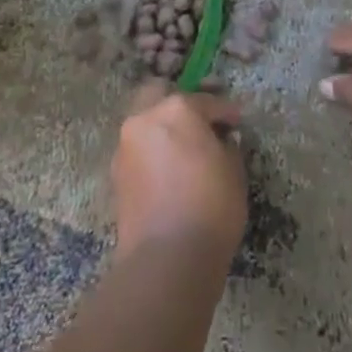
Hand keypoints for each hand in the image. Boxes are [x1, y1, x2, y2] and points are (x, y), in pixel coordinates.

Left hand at [111, 82, 246, 265]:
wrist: (167, 257)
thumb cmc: (211, 206)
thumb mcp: (234, 171)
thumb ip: (227, 146)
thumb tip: (220, 141)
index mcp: (177, 109)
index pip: (206, 101)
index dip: (225, 112)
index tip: (236, 123)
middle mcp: (145, 118)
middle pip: (158, 94)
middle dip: (178, 104)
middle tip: (199, 124)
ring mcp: (126, 145)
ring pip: (143, 122)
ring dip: (161, 128)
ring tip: (183, 151)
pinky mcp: (115, 173)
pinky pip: (137, 150)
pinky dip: (151, 152)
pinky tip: (168, 171)